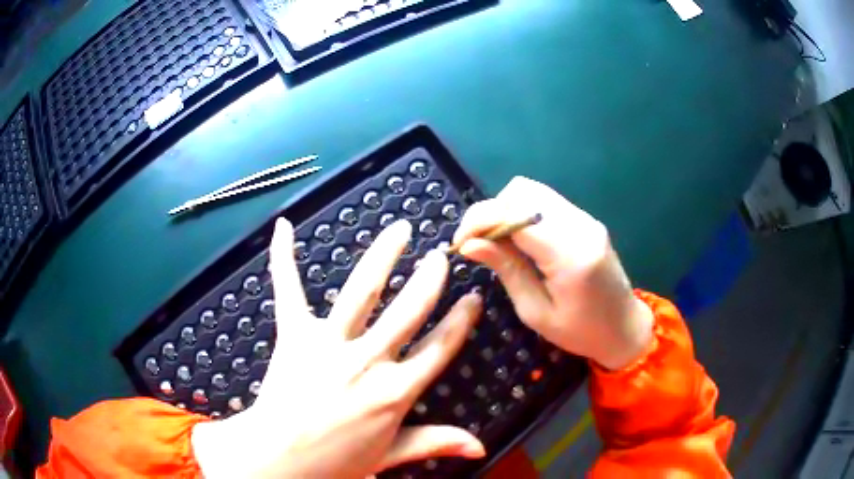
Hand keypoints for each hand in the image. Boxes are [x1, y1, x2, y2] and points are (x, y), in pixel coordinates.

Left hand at [192, 218, 484, 478]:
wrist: (279, 458)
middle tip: (441, 254)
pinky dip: (283, 257)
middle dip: (429, 280)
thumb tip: (480, 447)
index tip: (473, 297)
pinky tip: (284, 227)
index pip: (439, 348)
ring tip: (399, 230)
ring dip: (383, 257)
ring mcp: (328, 343)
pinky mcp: (293, 335)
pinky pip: (288, 289)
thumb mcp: (390, 456)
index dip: (460, 321)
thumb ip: (435, 443)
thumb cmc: (335, 462)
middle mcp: (367, 361)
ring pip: (363, 291)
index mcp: (394, 391)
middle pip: (408, 311)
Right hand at [454, 177, 653, 370]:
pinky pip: (546, 203)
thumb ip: (506, 270)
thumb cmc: (581, 332)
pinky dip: (522, 213)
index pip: (515, 214)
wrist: (625, 328)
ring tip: (496, 241)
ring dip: (506, 210)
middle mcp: (580, 225)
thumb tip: (470, 244)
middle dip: (491, 211)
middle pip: (523, 191)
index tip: (460, 243)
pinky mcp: (586, 220)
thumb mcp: (536, 312)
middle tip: (478, 243)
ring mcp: (586, 219)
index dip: (480, 220)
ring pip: (533, 191)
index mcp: (570, 255)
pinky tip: (518, 239)